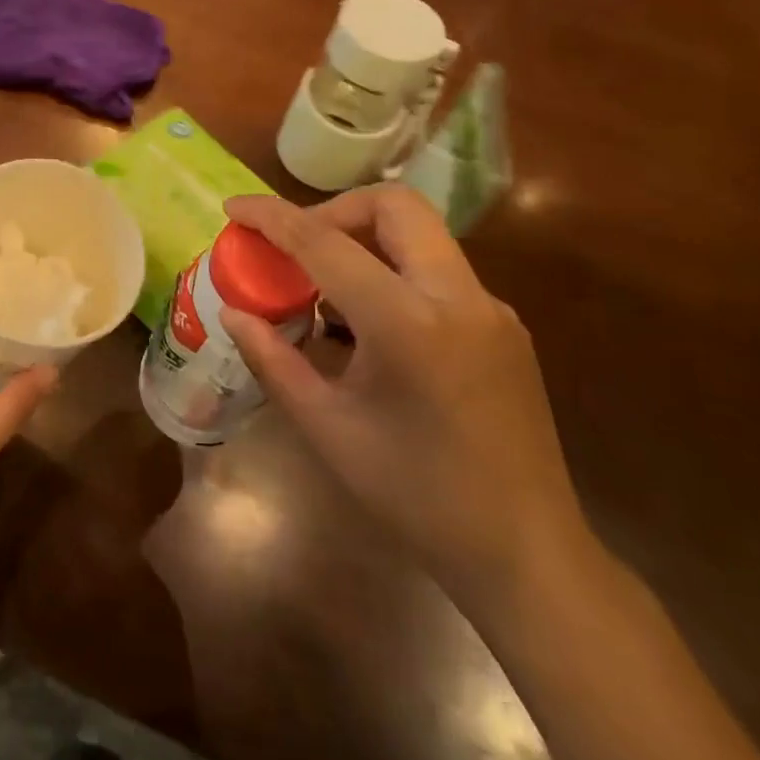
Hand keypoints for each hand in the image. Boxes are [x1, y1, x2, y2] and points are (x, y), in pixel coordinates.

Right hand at [219, 186, 589, 602]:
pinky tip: (370, 327)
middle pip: (394, 206)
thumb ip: (273, 360)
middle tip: (296, 247)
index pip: (324, 243)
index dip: (271, 217)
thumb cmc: (414, 494)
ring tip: (325, 290)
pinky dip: (393, 272)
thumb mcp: (326, 427)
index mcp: (407, 323)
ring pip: (421, 233)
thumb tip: (234, 313)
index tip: (233, 207)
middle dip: (333, 210)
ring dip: (365, 239)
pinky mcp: (505, 326)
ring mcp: (490, 308)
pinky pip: (439, 271)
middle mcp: (458, 297)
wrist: (526, 554)